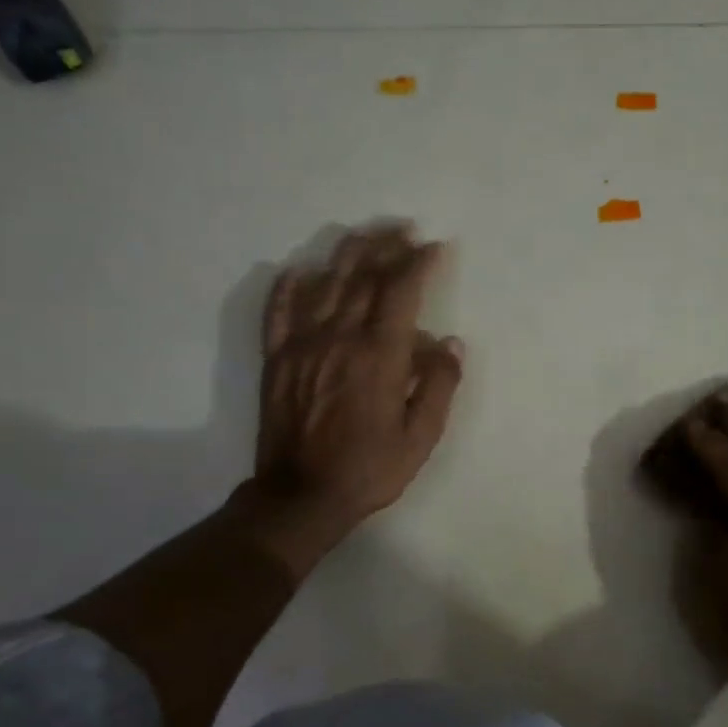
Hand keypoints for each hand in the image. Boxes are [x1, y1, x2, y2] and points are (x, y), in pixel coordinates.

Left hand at [247, 224, 462, 572]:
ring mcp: (302, 345)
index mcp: (379, 355)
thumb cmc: (369, 469)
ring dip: (347, 254)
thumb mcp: (420, 437)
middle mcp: (340, 337)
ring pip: (324, 283)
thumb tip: (450, 343)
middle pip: (363, 276)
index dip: (418, 262)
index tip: (435, 247)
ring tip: (364, 235)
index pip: (401, 291)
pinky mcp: (277, 359)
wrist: (301, 496)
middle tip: (403, 229)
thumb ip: (439, 386)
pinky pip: (279, 310)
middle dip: (386, 247)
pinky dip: (289, 285)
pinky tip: (301, 270)